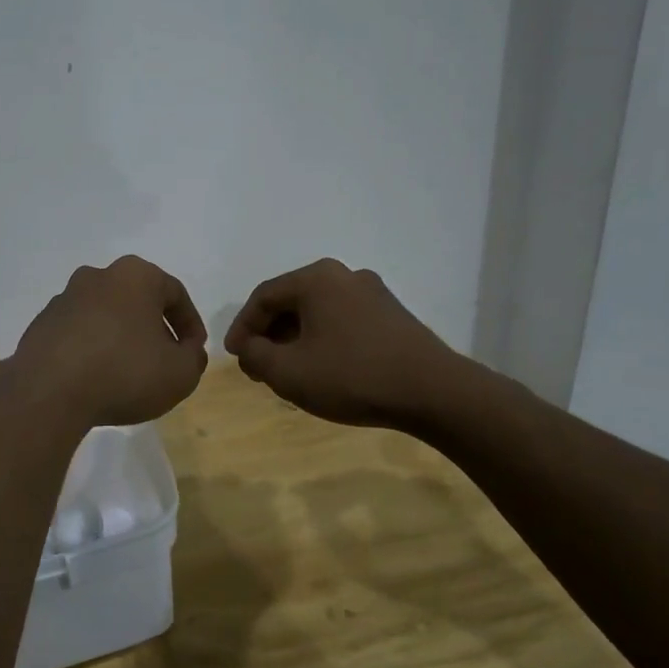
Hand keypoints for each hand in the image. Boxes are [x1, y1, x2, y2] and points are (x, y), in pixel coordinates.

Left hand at [11, 256, 208, 427]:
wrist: (49, 392)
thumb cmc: (125, 372)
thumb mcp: (180, 373)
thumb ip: (193, 358)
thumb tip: (186, 350)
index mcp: (135, 275)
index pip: (174, 293)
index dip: (190, 325)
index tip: (193, 352)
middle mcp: (97, 276)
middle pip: (137, 300)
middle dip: (154, 328)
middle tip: (163, 360)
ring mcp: (64, 299)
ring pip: (106, 315)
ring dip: (121, 338)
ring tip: (128, 373)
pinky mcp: (41, 324)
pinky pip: (78, 333)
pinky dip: (92, 349)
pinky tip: (96, 378)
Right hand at [224, 260, 461, 429]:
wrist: (434, 392)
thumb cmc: (352, 376)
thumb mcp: (288, 372)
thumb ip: (255, 356)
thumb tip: (249, 347)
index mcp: (316, 279)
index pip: (263, 297)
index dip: (242, 327)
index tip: (234, 356)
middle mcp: (344, 275)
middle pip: (292, 302)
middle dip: (270, 335)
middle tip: (259, 367)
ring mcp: (373, 293)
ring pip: (318, 313)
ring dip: (296, 340)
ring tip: (289, 372)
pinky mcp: (393, 315)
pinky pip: (343, 322)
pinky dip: (323, 341)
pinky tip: (324, 369)